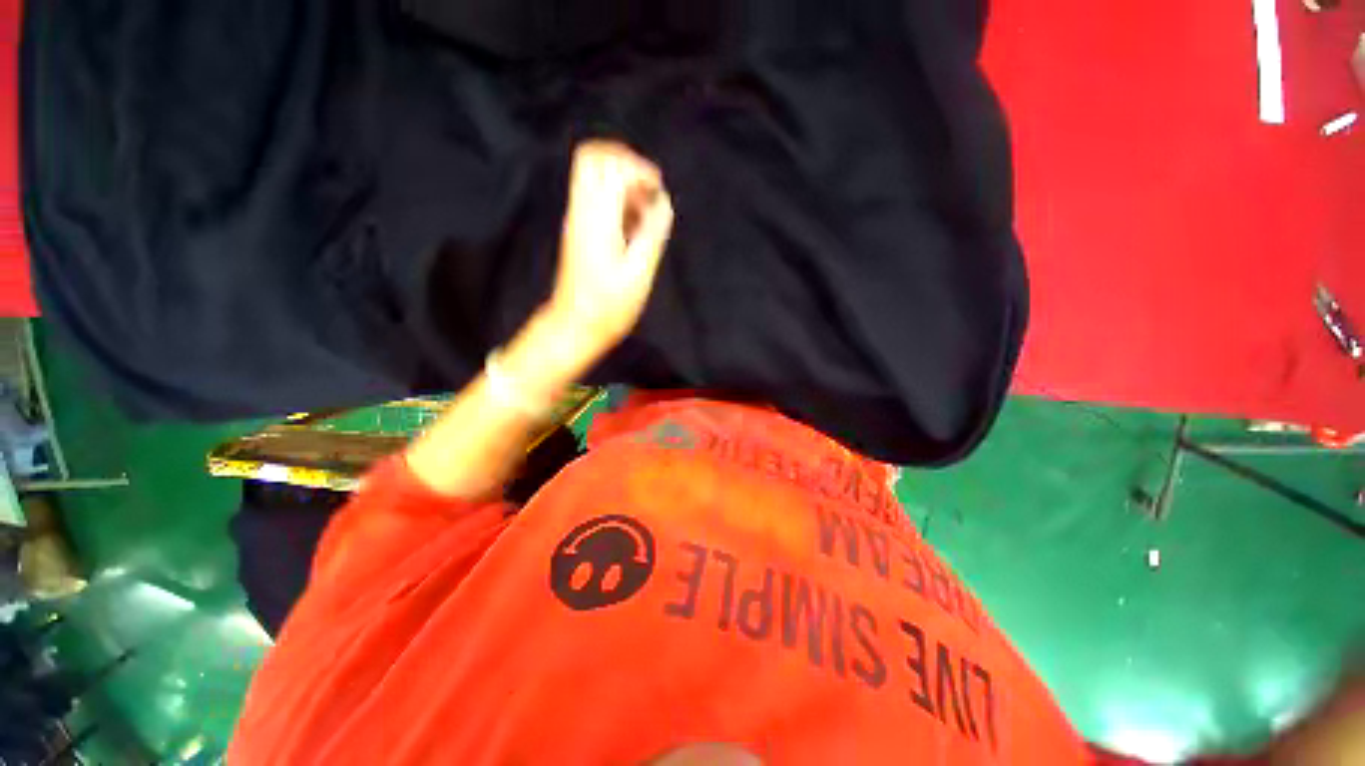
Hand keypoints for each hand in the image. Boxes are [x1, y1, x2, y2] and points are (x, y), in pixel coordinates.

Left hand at [547, 140, 674, 356]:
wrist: (575, 325)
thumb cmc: (609, 306)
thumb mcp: (639, 274)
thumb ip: (653, 233)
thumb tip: (663, 202)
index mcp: (598, 220)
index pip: (610, 166)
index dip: (638, 169)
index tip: (657, 191)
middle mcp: (582, 211)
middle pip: (592, 157)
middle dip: (625, 163)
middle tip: (648, 189)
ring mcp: (577, 218)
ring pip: (592, 174)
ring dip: (622, 182)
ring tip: (644, 211)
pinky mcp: (578, 229)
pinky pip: (594, 196)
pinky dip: (616, 198)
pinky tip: (633, 224)